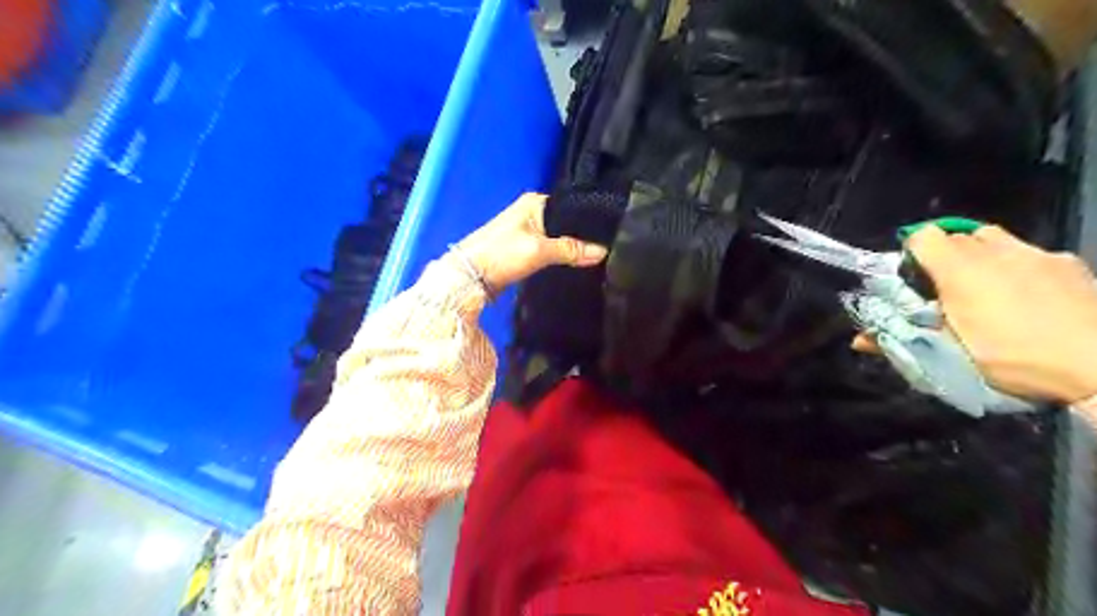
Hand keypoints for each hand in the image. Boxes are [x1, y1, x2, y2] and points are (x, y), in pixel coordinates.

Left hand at [454, 193, 608, 290]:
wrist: (468, 277)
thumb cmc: (502, 255)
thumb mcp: (538, 250)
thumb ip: (571, 250)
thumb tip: (604, 251)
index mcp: (536, 202)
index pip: (573, 207)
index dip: (590, 221)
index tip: (611, 235)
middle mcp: (532, 212)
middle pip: (567, 224)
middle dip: (583, 237)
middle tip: (608, 250)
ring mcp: (527, 231)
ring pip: (559, 238)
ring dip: (572, 248)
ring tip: (598, 258)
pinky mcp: (524, 249)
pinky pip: (550, 250)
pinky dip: (561, 256)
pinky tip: (576, 265)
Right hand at [853, 226, 1096, 403]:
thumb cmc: (1012, 360)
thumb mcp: (947, 356)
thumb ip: (898, 341)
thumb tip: (857, 341)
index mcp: (958, 271)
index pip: (922, 237)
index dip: (912, 253)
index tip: (914, 279)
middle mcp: (993, 252)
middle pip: (956, 235)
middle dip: (944, 256)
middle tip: (945, 289)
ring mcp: (1034, 253)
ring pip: (993, 237)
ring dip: (980, 253)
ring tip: (984, 284)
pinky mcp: (1067, 262)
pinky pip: (1030, 252)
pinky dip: (1018, 265)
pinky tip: (1028, 294)